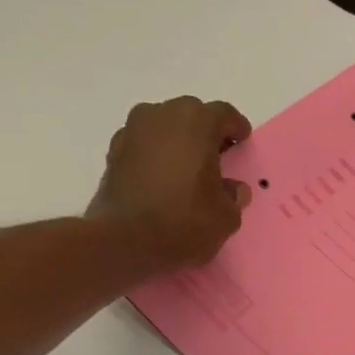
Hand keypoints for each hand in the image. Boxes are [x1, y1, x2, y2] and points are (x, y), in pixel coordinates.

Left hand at [88, 97, 252, 273]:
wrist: (124, 241)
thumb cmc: (184, 223)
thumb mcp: (226, 217)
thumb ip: (234, 196)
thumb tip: (232, 188)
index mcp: (197, 123)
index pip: (223, 114)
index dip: (236, 127)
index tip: (241, 142)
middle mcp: (163, 115)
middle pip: (191, 114)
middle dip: (205, 132)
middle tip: (216, 157)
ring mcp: (133, 130)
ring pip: (164, 125)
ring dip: (178, 140)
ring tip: (187, 168)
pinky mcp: (113, 150)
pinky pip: (144, 143)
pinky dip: (156, 154)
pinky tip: (162, 179)